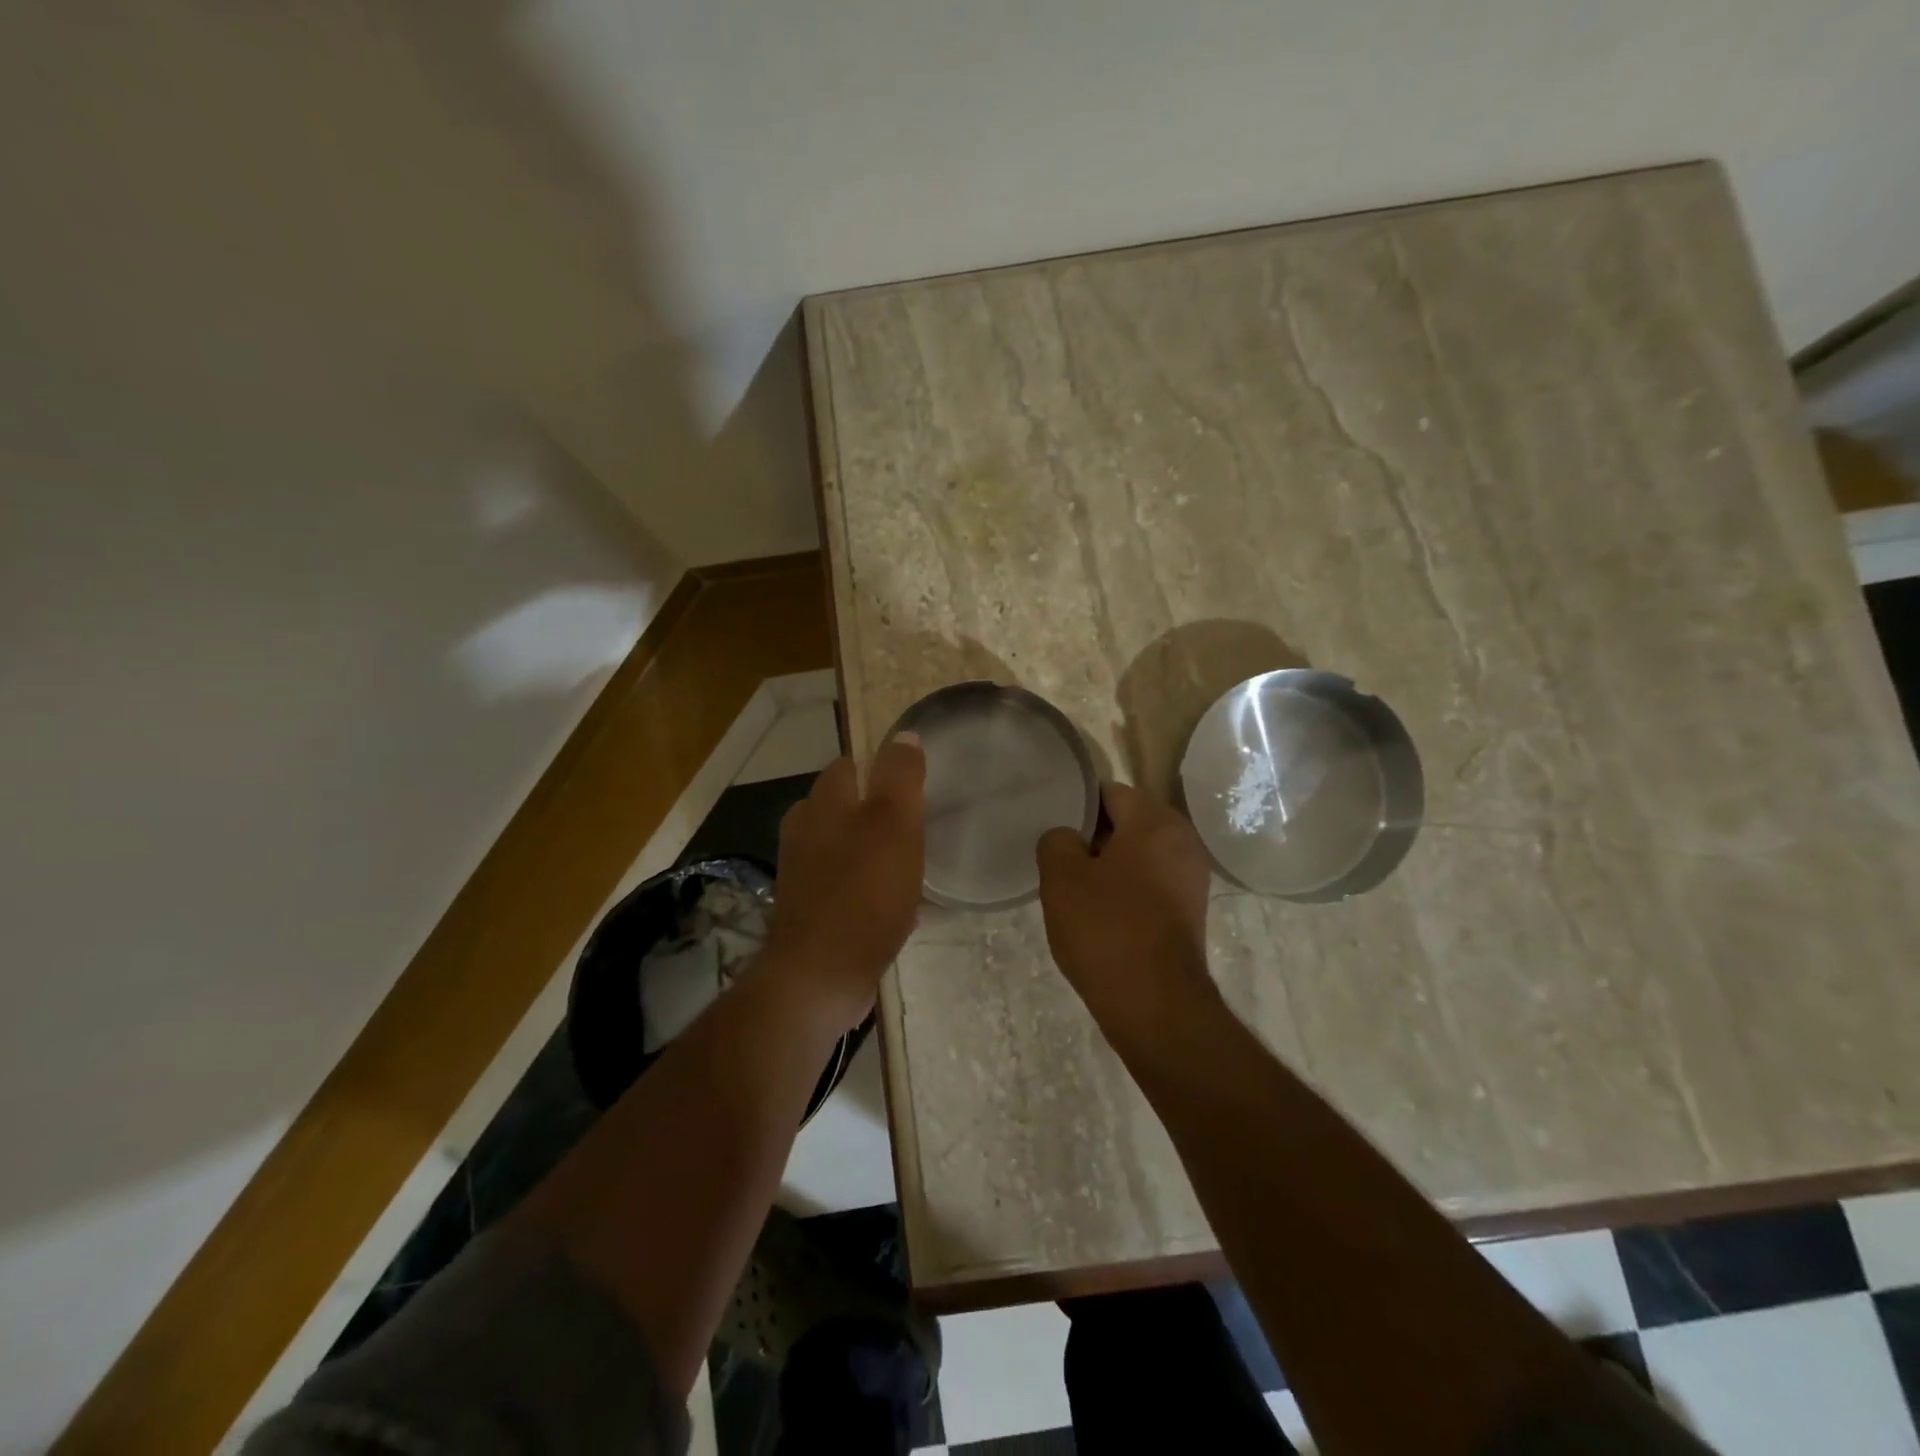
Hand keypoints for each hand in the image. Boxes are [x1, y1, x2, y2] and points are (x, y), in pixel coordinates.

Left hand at [767, 735, 925, 1029]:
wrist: (820, 976)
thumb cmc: (863, 893)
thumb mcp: (893, 824)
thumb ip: (900, 777)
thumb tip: (905, 735)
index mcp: (822, 803)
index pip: (851, 765)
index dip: (883, 769)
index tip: (916, 787)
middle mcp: (805, 831)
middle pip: (847, 806)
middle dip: (880, 813)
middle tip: (920, 828)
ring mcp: (803, 873)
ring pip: (847, 847)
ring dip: (878, 853)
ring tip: (915, 868)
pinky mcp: (810, 910)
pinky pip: (847, 887)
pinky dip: (871, 890)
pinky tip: (900, 908)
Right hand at [1036, 781, 1215, 1038]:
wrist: (1155, 1004)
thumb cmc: (1106, 930)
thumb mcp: (1061, 878)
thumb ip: (1057, 840)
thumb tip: (1069, 838)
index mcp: (1155, 821)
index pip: (1109, 792)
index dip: (1077, 806)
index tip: (1053, 827)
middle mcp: (1183, 840)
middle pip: (1128, 821)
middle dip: (1094, 836)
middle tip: (1060, 858)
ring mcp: (1191, 877)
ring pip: (1140, 853)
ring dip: (1109, 864)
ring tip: (1076, 888)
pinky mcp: (1190, 909)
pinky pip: (1151, 881)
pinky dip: (1128, 888)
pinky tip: (1102, 912)